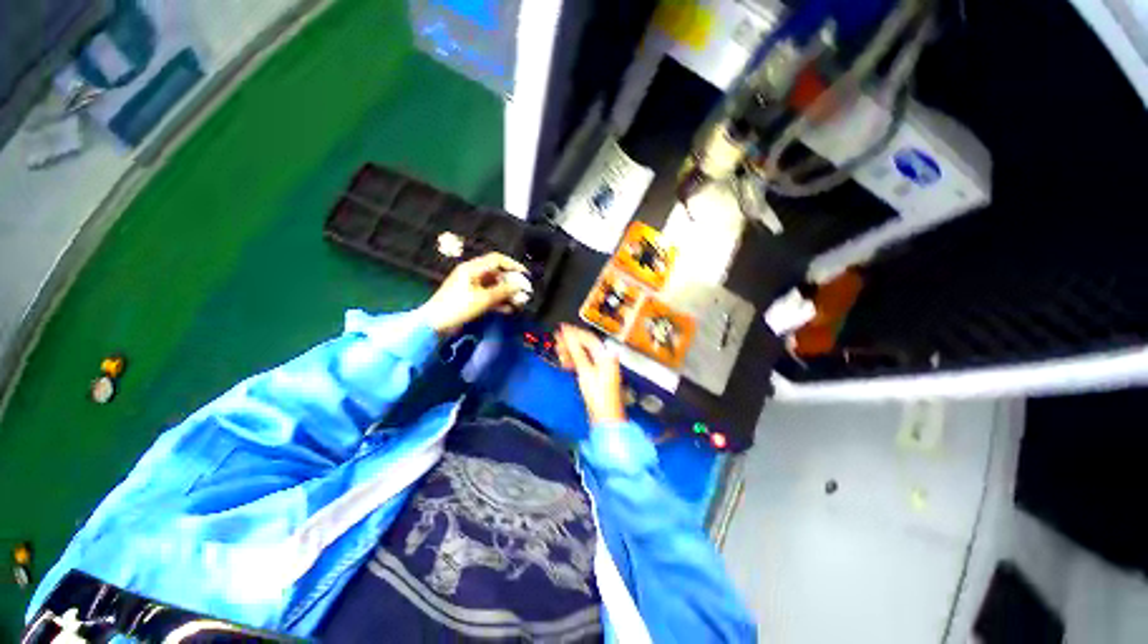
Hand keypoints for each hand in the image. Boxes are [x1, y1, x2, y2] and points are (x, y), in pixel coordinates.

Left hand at [420, 253, 528, 334]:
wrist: (435, 323)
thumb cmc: (458, 307)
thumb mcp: (483, 298)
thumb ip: (504, 291)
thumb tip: (520, 285)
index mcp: (472, 268)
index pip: (497, 259)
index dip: (513, 265)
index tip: (526, 275)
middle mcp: (472, 274)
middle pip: (497, 273)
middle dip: (512, 283)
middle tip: (524, 293)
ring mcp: (471, 286)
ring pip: (494, 286)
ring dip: (507, 294)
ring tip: (519, 303)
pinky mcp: (471, 298)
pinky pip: (488, 296)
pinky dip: (498, 301)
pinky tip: (508, 310)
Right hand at [556, 324, 625, 424]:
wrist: (605, 416)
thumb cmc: (598, 394)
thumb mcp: (585, 370)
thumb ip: (576, 351)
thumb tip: (568, 335)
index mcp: (606, 354)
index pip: (588, 338)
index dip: (574, 332)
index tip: (561, 328)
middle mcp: (605, 358)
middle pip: (586, 345)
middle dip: (570, 342)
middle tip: (557, 340)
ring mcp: (601, 367)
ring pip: (583, 354)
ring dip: (571, 352)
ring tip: (559, 351)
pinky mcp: (596, 375)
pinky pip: (584, 363)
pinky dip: (574, 361)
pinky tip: (565, 362)